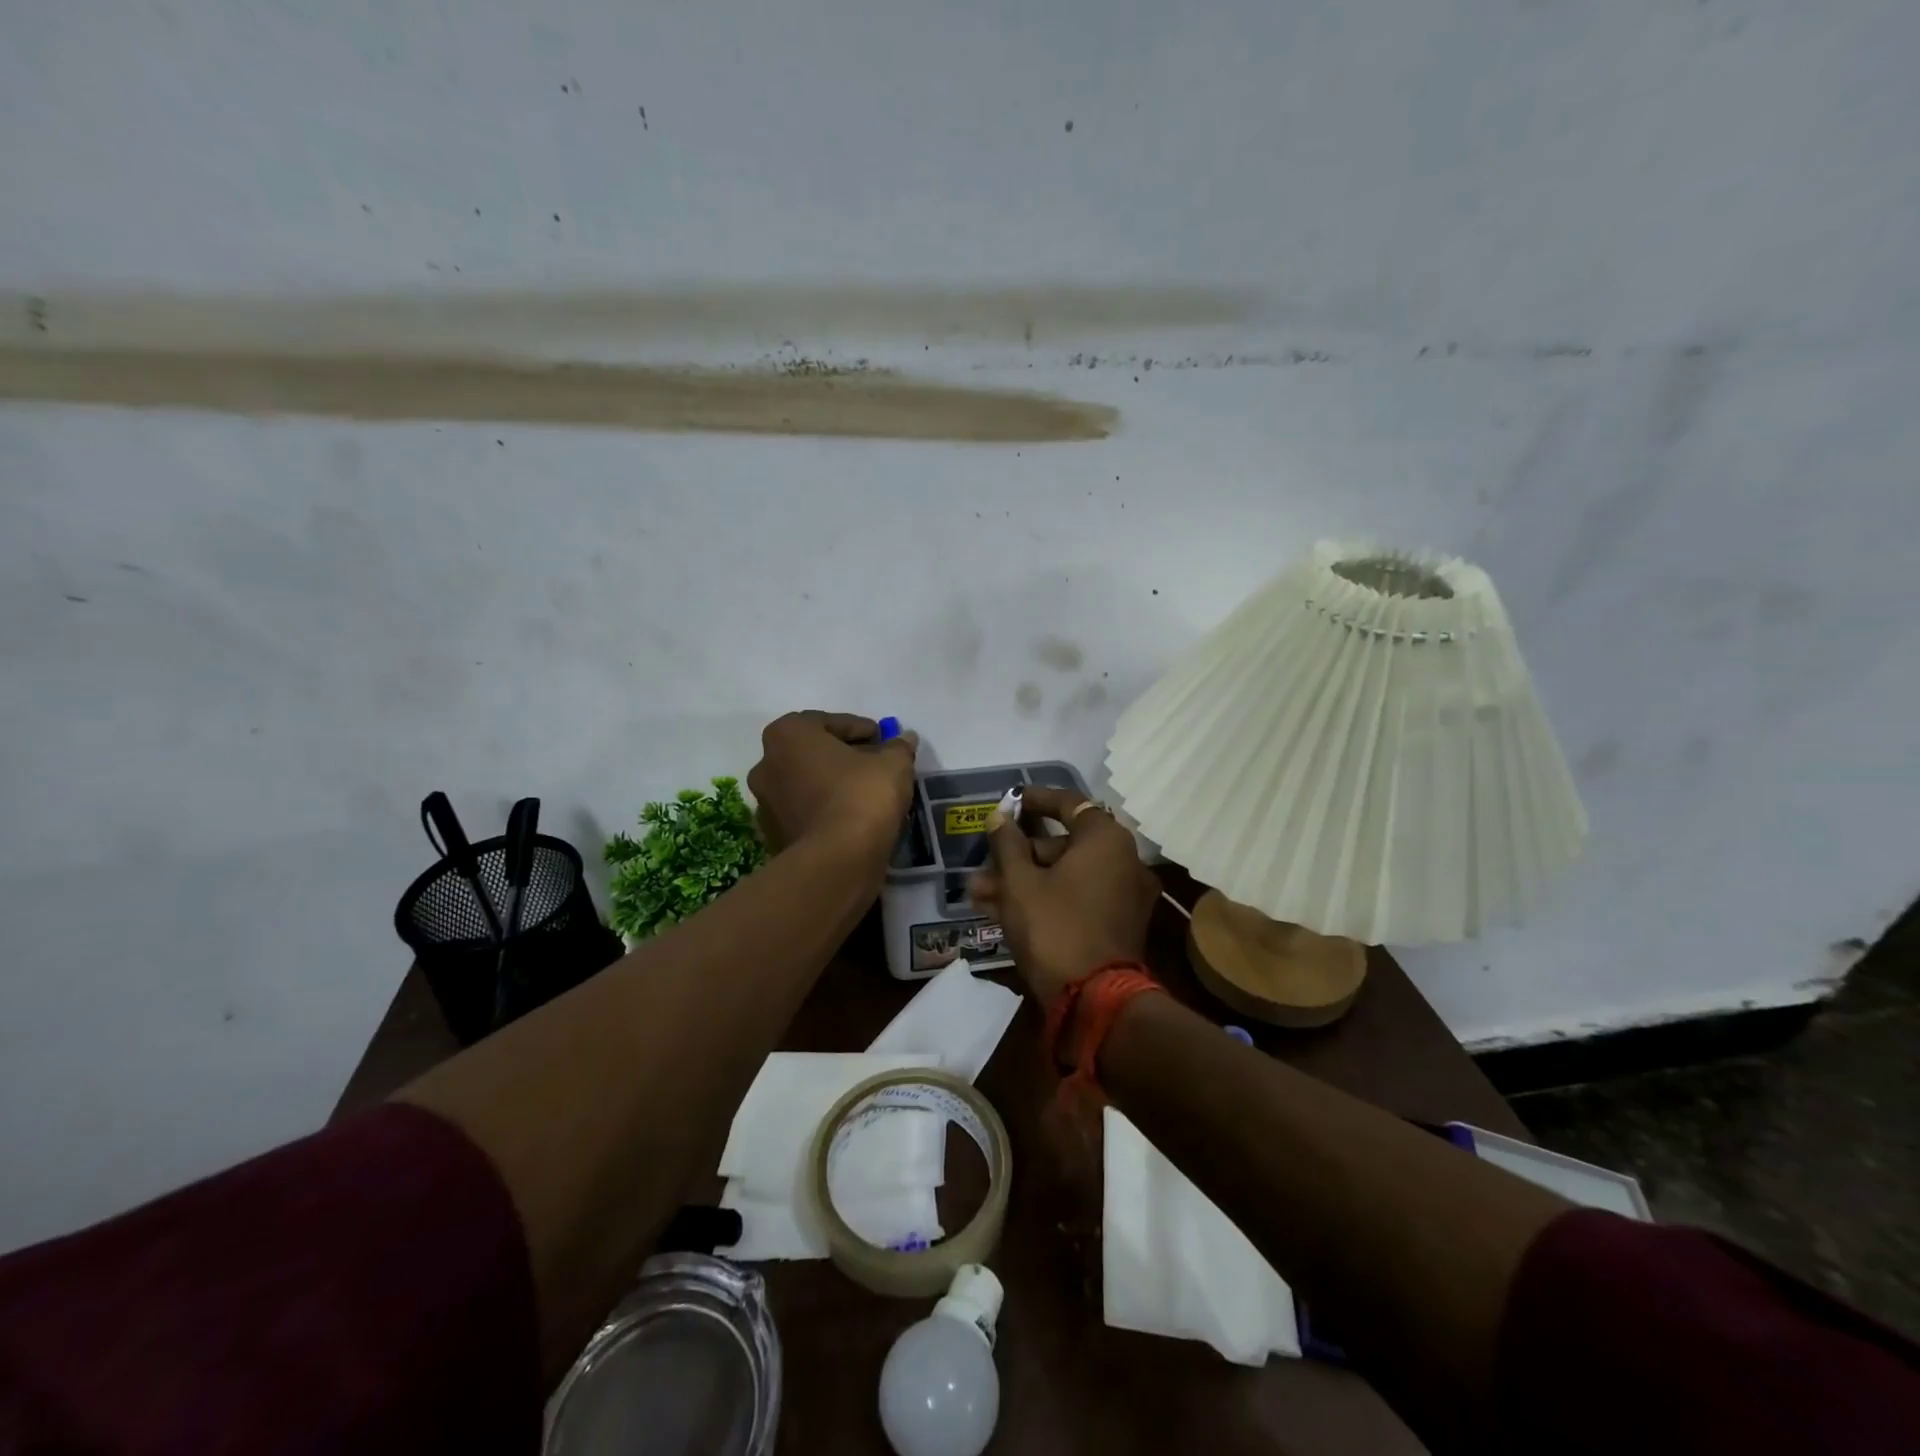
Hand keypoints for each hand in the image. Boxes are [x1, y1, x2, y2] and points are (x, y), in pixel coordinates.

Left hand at [746, 711, 915, 858]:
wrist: (837, 860)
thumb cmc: (861, 795)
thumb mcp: (893, 764)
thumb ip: (898, 747)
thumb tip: (905, 739)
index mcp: (787, 734)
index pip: (828, 722)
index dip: (859, 729)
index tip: (882, 739)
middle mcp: (766, 763)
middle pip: (812, 752)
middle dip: (843, 756)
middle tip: (875, 764)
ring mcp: (765, 802)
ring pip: (806, 783)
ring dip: (832, 784)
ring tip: (866, 793)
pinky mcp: (773, 835)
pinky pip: (804, 811)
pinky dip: (825, 809)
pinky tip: (852, 817)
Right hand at [970, 786, 1159, 1008]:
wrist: (1095, 1002)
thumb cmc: (1055, 928)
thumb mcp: (1020, 883)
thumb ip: (1007, 844)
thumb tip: (999, 816)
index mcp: (1106, 840)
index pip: (1069, 803)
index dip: (1034, 800)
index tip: (1009, 802)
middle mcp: (1123, 861)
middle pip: (1063, 845)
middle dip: (1018, 855)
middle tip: (983, 864)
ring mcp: (1123, 895)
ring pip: (1065, 876)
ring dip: (1023, 881)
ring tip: (979, 893)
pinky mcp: (1117, 925)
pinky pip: (1076, 898)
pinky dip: (1045, 899)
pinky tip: (1001, 910)